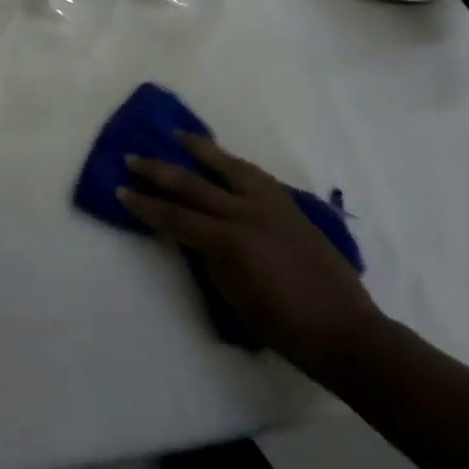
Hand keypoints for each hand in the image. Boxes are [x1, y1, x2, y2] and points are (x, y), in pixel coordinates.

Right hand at [119, 133, 380, 378]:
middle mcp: (247, 213)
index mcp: (229, 242)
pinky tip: (225, 159)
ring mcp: (271, 205)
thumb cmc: (285, 328)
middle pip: (193, 185)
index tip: (121, 190)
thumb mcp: (234, 298)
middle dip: (158, 171)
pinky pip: (255, 175)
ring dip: (200, 150)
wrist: (347, 333)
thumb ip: (209, 259)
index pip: (175, 216)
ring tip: (179, 135)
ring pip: (228, 166)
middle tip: (133, 158)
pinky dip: (233, 163)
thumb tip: (191, 235)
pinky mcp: (290, 206)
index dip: (145, 205)